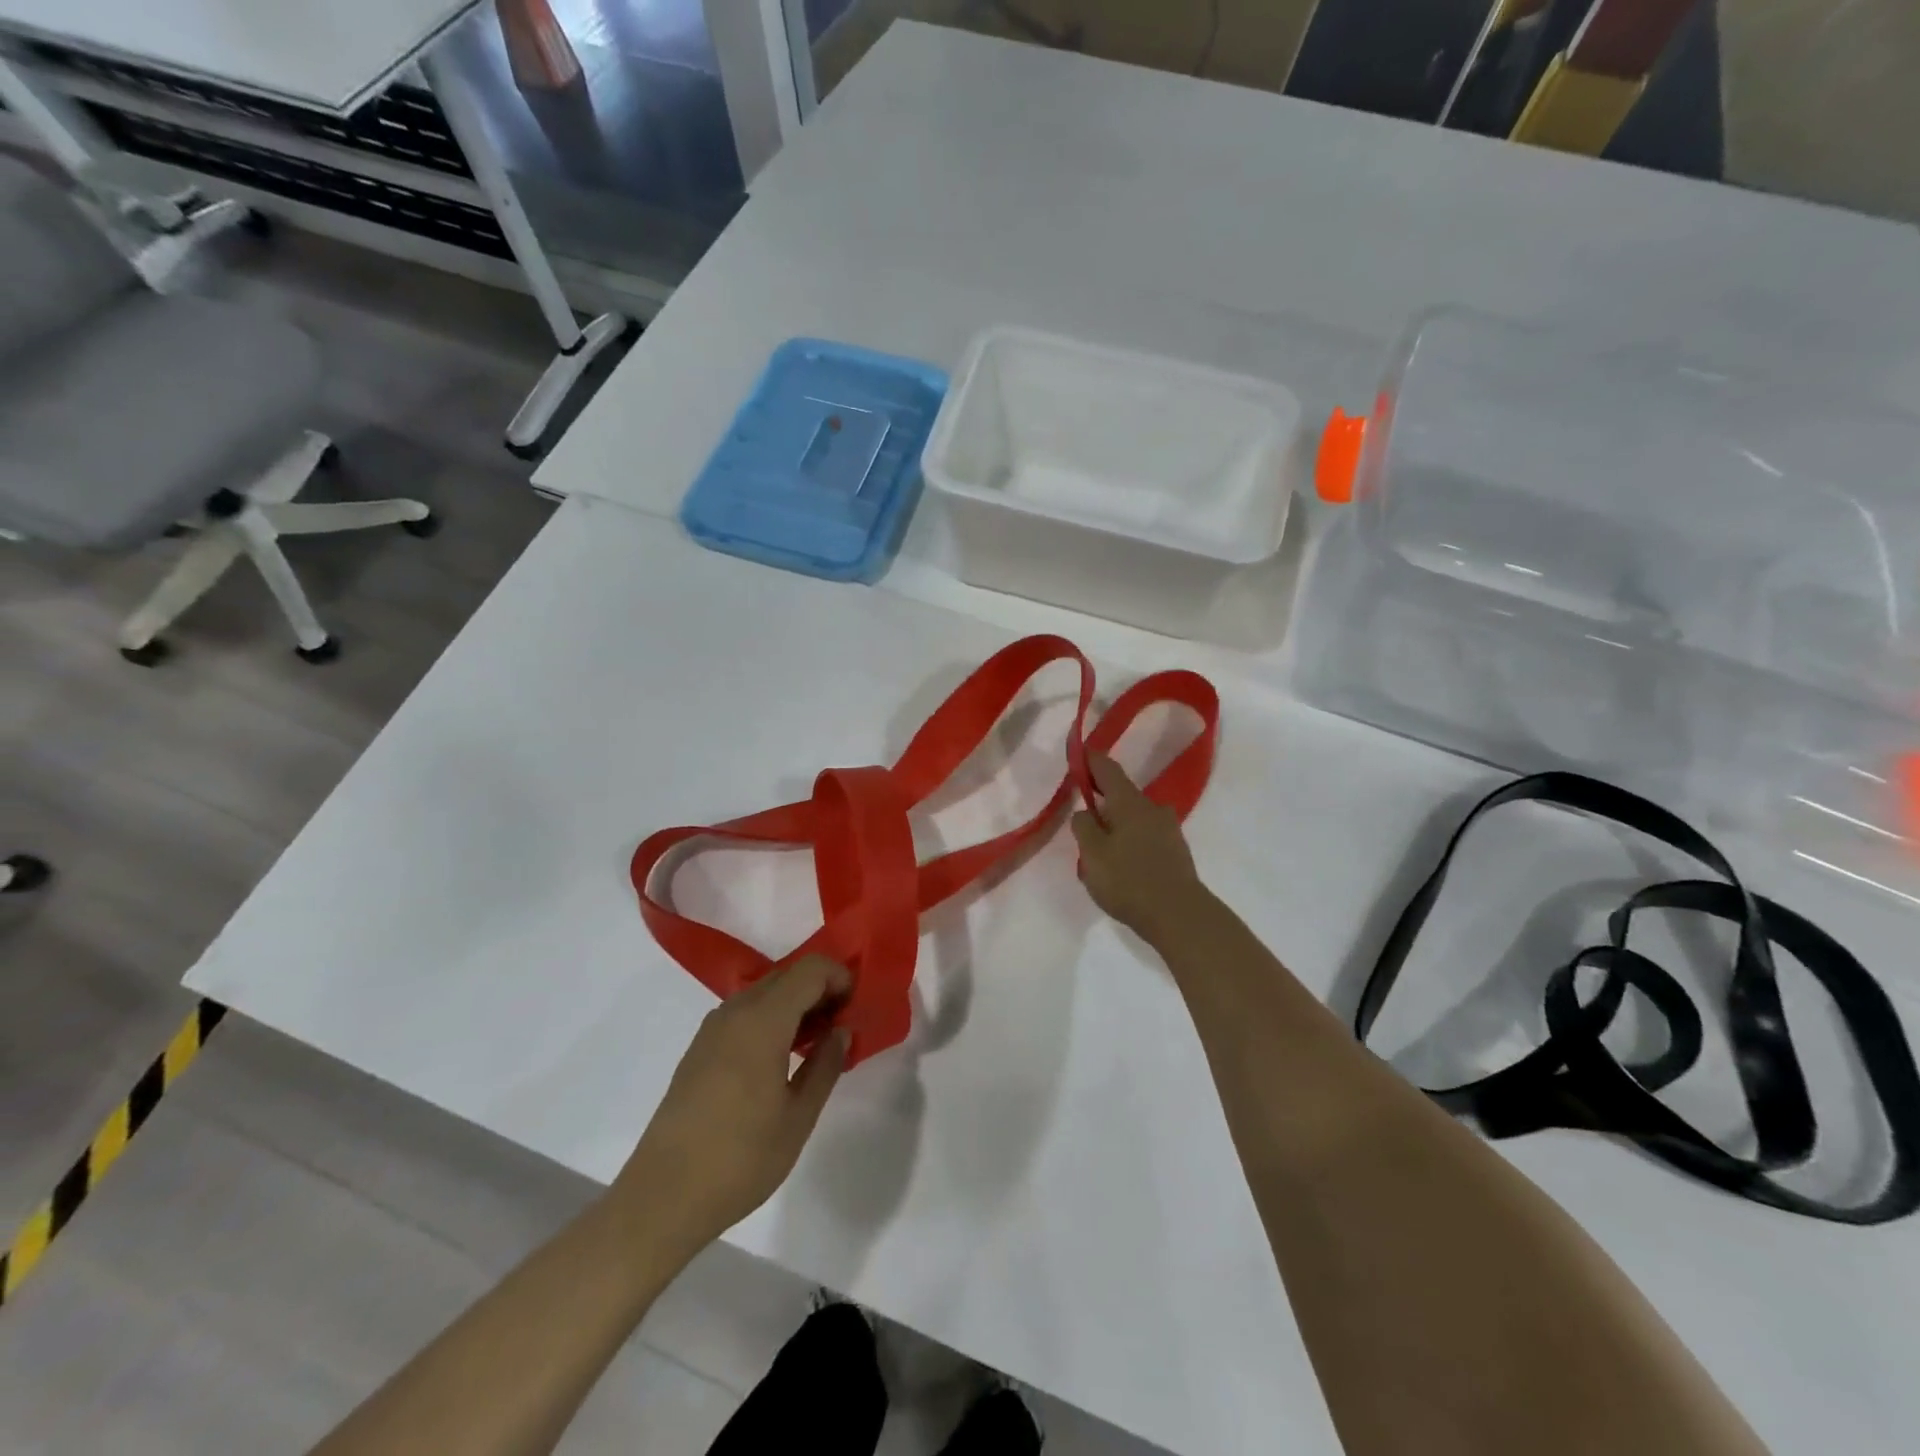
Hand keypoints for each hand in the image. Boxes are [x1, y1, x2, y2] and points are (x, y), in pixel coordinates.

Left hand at [611, 956, 850, 1257]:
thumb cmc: (740, 1159)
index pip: (810, 969)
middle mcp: (735, 1012)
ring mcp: (712, 1029)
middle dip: (820, 990)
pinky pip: (744, 1014)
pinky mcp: (699, 1049)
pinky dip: (770, 1019)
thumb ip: (825, 1065)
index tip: (855, 1008)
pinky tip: (780, 1059)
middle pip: (787, 976)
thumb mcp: (798, 1117)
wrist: (662, 1198)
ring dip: (795, 1005)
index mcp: (763, 1020)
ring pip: (764, 993)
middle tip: (841, 1027)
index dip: (839, 977)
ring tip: (815, 1044)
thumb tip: (841, 1031)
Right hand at [1071, 751, 1206, 944]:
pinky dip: (1129, 841)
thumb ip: (1083, 827)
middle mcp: (1152, 808)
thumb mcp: (1092, 854)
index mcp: (1129, 802)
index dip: (1090, 760)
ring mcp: (1168, 829)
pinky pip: (1145, 836)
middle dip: (1101, 800)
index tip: (1078, 755)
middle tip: (1081, 817)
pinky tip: (1120, 865)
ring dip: (1115, 824)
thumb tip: (1086, 812)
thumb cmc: (1129, 880)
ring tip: (1098, 851)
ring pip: (1134, 817)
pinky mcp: (1175, 851)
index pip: (1107, 769)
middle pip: (1122, 794)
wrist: (1179, 915)